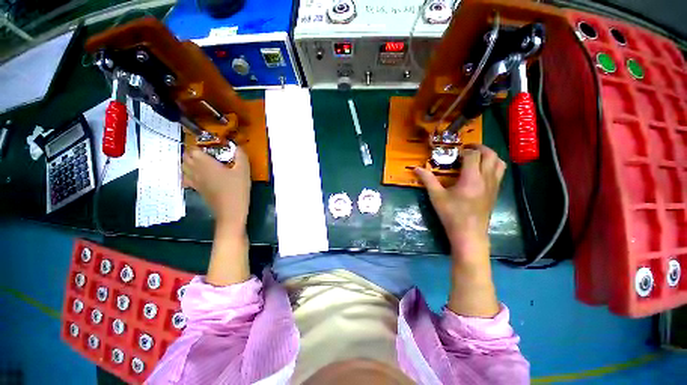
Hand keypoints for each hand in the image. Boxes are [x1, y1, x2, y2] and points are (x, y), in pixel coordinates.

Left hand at [182, 146, 250, 234]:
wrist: (230, 211)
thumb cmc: (237, 189)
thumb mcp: (244, 171)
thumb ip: (240, 156)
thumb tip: (237, 146)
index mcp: (205, 164)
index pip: (193, 149)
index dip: (200, 145)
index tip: (211, 146)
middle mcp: (196, 171)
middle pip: (186, 157)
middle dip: (193, 152)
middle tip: (208, 153)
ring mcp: (194, 181)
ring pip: (184, 167)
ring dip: (190, 162)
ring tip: (203, 162)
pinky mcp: (197, 190)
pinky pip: (186, 179)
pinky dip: (189, 174)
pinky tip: (200, 175)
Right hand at [415, 144, 505, 317]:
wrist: (469, 234)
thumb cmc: (452, 215)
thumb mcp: (436, 197)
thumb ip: (427, 180)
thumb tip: (416, 168)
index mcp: (472, 178)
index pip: (473, 155)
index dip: (464, 150)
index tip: (455, 153)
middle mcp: (487, 178)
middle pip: (490, 155)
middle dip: (480, 147)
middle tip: (467, 148)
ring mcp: (494, 185)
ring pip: (499, 163)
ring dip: (490, 155)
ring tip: (477, 157)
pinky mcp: (495, 192)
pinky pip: (500, 172)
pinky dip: (493, 165)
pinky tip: (481, 172)